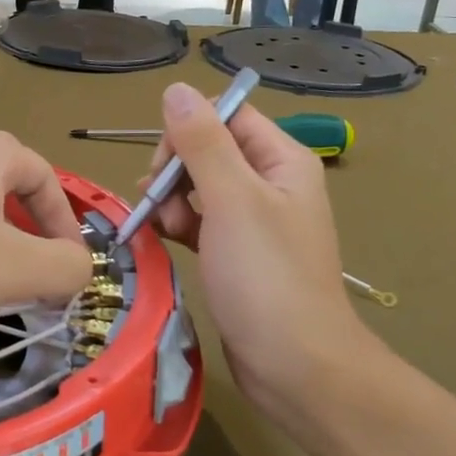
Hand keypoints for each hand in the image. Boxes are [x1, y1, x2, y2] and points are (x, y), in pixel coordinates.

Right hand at [142, 83, 378, 432]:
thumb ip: (202, 143)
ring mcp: (254, 220)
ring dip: (172, 199)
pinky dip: (178, 223)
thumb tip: (176, 89)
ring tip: (164, 228)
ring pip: (198, 186)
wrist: (296, 366)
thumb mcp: (232, 201)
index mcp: (281, 160)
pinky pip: (200, 220)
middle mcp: (270, 183)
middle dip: (175, 170)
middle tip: (160, 204)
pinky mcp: (236, 252)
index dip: (188, 131)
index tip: (164, 166)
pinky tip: (163, 238)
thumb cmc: (266, 278)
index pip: (226, 115)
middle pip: (208, 149)